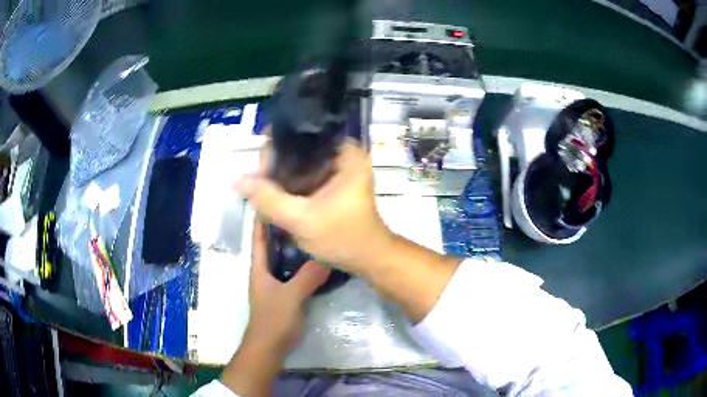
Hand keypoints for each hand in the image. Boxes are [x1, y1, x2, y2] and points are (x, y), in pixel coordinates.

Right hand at [236, 142, 393, 273]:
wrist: (368, 259)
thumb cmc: (343, 238)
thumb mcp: (301, 219)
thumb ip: (268, 199)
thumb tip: (238, 180)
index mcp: (346, 153)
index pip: (303, 135)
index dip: (277, 145)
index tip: (260, 164)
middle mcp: (344, 154)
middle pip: (301, 148)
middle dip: (277, 163)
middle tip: (257, 180)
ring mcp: (340, 169)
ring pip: (302, 163)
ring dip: (282, 175)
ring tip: (261, 186)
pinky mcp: (335, 183)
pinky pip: (307, 176)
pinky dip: (291, 184)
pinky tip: (275, 193)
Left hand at [244, 222, 330, 353]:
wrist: (270, 347)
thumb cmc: (273, 320)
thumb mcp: (291, 296)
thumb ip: (308, 276)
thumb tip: (328, 255)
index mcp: (259, 267)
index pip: (258, 236)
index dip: (263, 217)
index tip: (275, 197)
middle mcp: (265, 271)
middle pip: (273, 244)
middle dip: (284, 227)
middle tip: (303, 210)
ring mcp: (276, 283)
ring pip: (285, 258)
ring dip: (295, 245)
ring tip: (313, 229)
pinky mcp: (286, 294)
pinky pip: (294, 272)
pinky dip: (303, 263)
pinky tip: (318, 259)